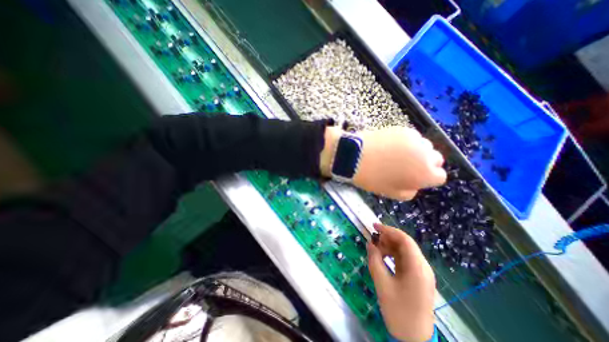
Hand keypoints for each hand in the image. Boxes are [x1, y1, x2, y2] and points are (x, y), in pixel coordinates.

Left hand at [319, 126, 445, 199]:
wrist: (355, 157)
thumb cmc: (373, 178)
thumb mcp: (393, 193)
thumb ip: (411, 190)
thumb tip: (416, 183)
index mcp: (425, 174)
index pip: (439, 176)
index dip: (427, 177)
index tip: (415, 176)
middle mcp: (426, 155)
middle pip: (435, 159)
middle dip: (425, 163)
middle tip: (406, 165)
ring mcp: (416, 140)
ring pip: (425, 146)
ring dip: (417, 151)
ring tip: (397, 154)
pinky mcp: (404, 129)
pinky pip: (412, 137)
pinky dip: (406, 141)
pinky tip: (391, 145)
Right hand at [365, 223, 437, 340]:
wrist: (415, 339)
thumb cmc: (398, 312)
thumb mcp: (382, 284)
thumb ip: (374, 260)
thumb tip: (370, 243)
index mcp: (417, 268)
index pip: (404, 240)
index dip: (389, 230)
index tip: (374, 226)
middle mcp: (423, 267)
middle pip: (405, 244)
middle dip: (388, 238)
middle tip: (373, 238)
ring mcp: (422, 272)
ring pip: (405, 250)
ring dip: (390, 246)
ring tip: (375, 248)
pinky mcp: (418, 277)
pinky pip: (405, 259)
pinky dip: (393, 254)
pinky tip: (383, 256)